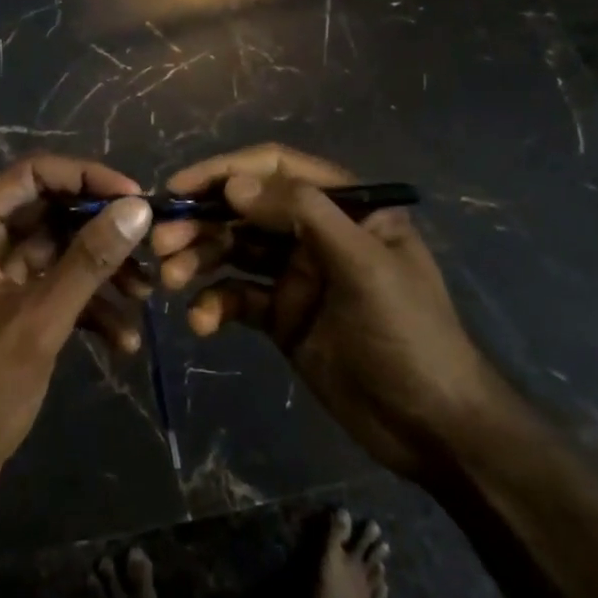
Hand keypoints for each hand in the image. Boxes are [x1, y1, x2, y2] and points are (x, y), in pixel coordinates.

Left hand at [0, 156, 154, 518]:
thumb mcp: (39, 322)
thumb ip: (88, 260)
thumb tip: (137, 207)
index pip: (32, 174)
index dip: (85, 177)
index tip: (134, 197)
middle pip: (50, 212)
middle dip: (101, 230)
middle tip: (148, 245)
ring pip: (58, 251)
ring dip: (101, 271)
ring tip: (145, 294)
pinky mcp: (9, 309)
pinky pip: (54, 288)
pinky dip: (87, 306)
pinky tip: (122, 339)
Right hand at [152, 144, 489, 479]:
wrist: (434, 429)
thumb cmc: (409, 334)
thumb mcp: (364, 265)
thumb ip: (303, 214)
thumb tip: (235, 183)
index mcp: (343, 205)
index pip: (276, 168)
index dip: (225, 171)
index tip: (180, 187)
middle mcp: (315, 231)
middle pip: (245, 209)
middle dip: (202, 221)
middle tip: (162, 243)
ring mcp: (296, 274)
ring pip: (234, 250)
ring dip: (199, 259)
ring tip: (172, 280)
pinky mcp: (282, 316)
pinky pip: (238, 298)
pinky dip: (214, 305)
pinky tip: (202, 322)